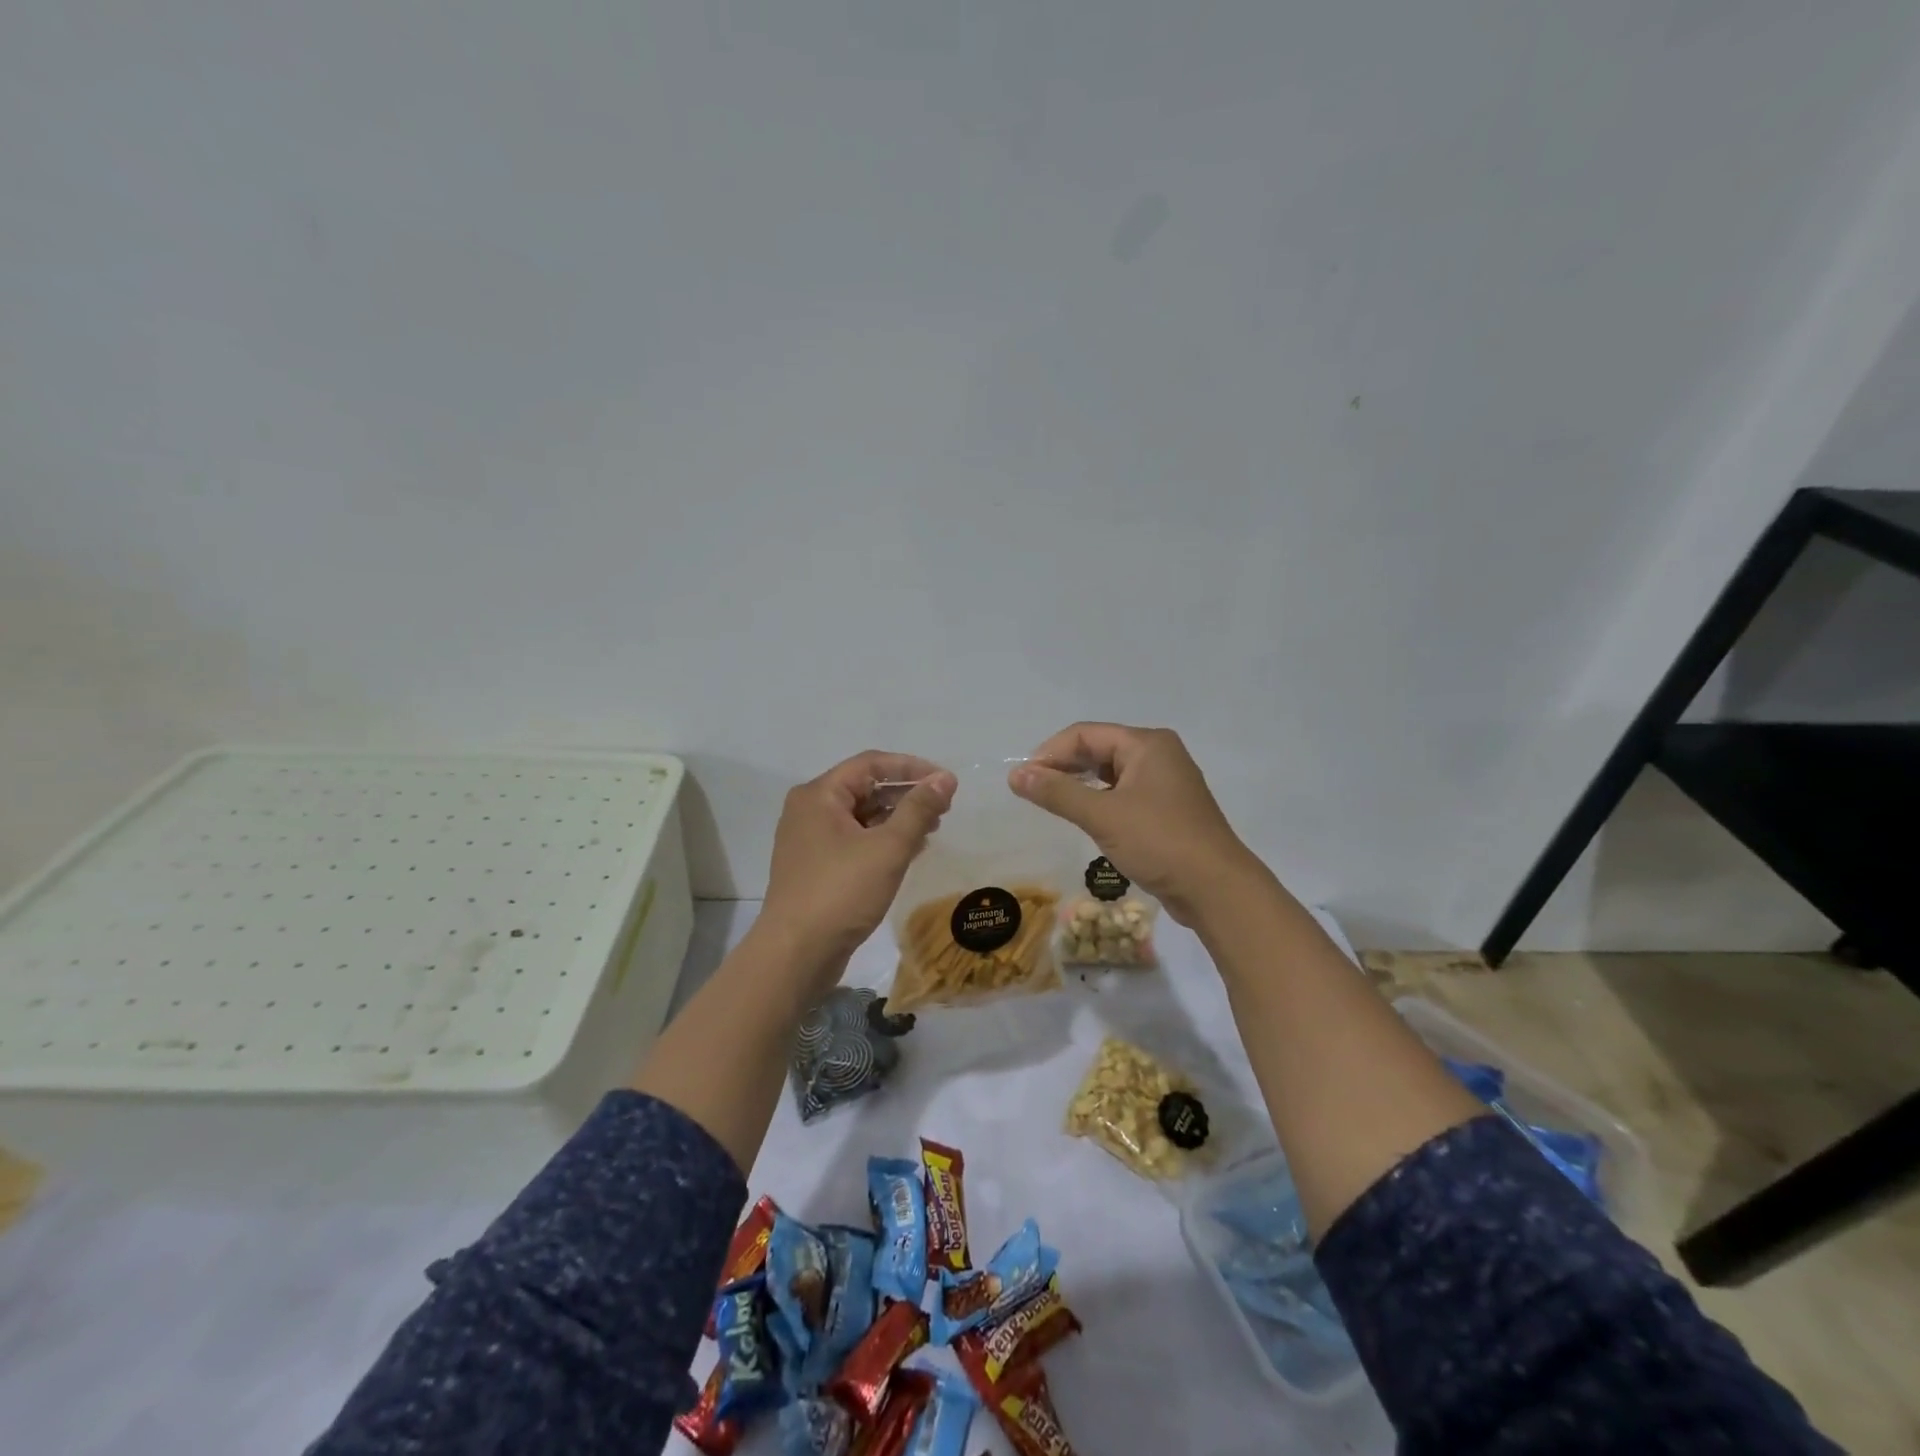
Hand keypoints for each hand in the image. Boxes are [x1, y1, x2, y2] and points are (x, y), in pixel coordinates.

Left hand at [755, 751, 956, 994]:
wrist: (795, 953)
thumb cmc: (841, 892)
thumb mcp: (888, 847)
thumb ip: (919, 809)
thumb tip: (945, 779)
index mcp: (819, 794)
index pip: (871, 763)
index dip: (912, 768)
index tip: (946, 783)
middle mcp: (809, 809)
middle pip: (864, 787)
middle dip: (906, 795)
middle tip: (943, 809)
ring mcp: (808, 840)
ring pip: (860, 816)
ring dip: (896, 819)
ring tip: (931, 830)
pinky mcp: (814, 867)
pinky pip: (853, 840)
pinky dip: (881, 840)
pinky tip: (909, 852)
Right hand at [1009, 723, 1264, 927]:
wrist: (1216, 888)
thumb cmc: (1159, 841)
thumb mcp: (1102, 815)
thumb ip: (1057, 792)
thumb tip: (1016, 775)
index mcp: (1147, 744)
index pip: (1085, 734)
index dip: (1050, 753)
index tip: (1024, 780)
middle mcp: (1159, 755)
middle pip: (1099, 749)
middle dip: (1063, 767)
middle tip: (1033, 792)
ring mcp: (1166, 783)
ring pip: (1111, 773)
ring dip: (1080, 784)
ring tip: (1052, 803)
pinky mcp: (1167, 810)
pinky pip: (1124, 794)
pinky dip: (1100, 800)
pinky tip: (1084, 817)